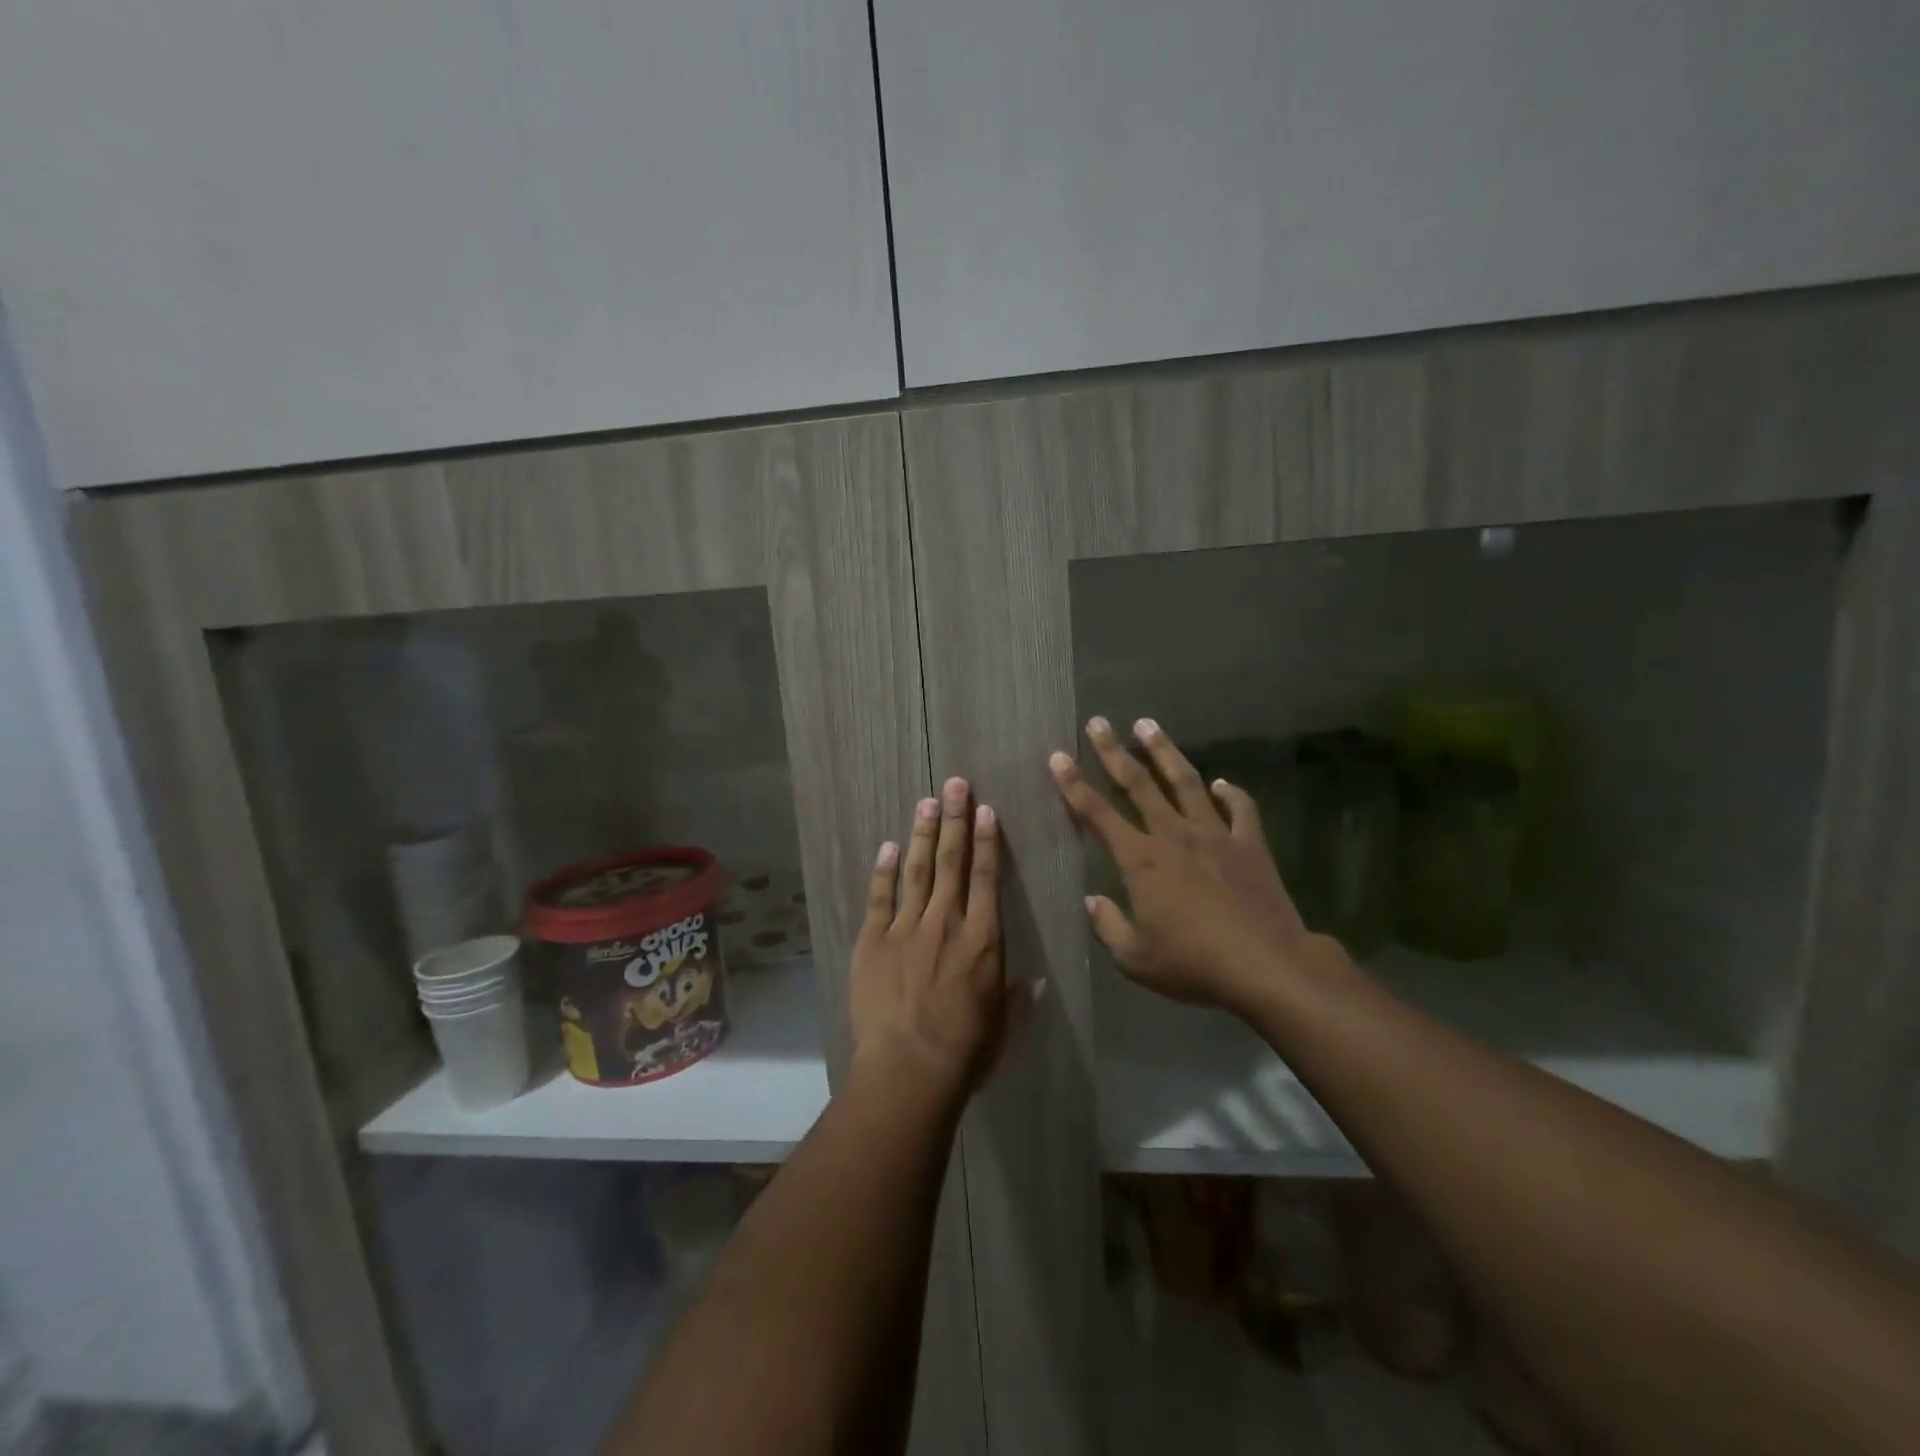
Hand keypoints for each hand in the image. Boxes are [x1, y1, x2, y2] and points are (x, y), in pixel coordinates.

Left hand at [850, 776, 1031, 1100]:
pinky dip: (883, 870)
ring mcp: (906, 928)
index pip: (988, 878)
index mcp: (983, 939)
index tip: (985, 809)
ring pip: (916, 870)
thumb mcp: (1003, 1027)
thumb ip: (1017, 999)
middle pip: (951, 861)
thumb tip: (1034, 981)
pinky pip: (880, 897)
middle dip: (954, 820)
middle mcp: (946, 922)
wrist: (908, 1068)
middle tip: (955, 783)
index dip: (987, 840)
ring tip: (927, 801)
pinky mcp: (873, 941)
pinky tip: (887, 846)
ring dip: (922, 833)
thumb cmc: (965, 1051)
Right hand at [1049, 717, 1344, 1013]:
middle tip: (1099, 722)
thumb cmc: (1193, 964)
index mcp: (1141, 860)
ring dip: (1164, 752)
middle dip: (1114, 752)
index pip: (1097, 814)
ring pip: (1186, 782)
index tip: (1058, 756)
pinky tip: (1222, 783)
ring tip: (1148, 724)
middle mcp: (1173, 835)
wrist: (1266, 966)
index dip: (1074, 784)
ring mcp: (1215, 835)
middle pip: (1138, 784)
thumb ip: (1108, 926)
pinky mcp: (1250, 844)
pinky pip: (1240, 809)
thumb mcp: (1136, 958)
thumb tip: (1092, 901)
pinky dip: (1231, 793)